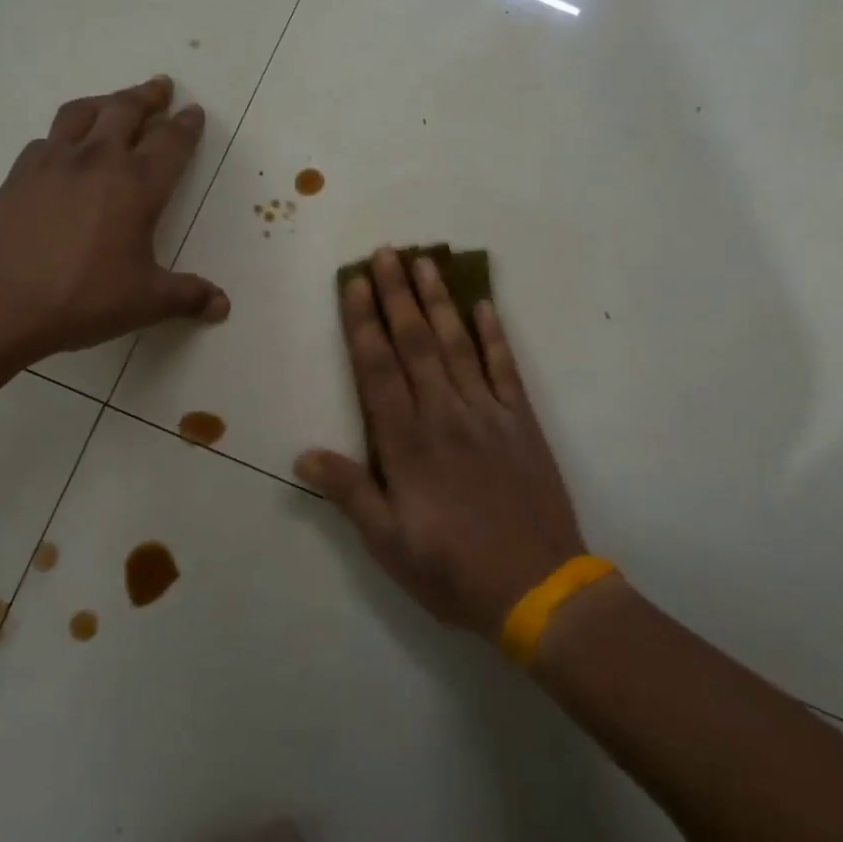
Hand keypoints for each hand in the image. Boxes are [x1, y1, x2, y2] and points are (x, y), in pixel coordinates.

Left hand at [0, 75, 228, 364]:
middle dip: (148, 96)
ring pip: (83, 112)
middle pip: (126, 110)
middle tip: (161, 86)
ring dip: (105, 102)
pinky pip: (48, 138)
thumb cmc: (84, 298)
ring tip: (114, 103)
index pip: (171, 142)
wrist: (0, 303)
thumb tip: (222, 306)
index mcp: (137, 186)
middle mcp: (98, 160)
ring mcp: (54, 162)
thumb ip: (188, 296)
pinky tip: (66, 148)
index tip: (194, 111)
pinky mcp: (20, 173)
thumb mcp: (146, 301)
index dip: (186, 125)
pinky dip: (66, 133)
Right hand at [295, 248, 585, 635]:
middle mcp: (444, 414)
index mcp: (407, 443)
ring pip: (457, 344)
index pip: (378, 369)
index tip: (355, 283)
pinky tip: (483, 305)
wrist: (538, 588)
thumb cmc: (452, 570)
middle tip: (386, 253)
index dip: (364, 323)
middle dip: (397, 294)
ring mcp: (487, 413)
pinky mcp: (522, 421)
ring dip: (438, 301)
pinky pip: (505, 367)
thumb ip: (350, 492)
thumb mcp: (388, 543)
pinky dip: (494, 334)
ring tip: (425, 263)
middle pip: (415, 343)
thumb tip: (304, 455)